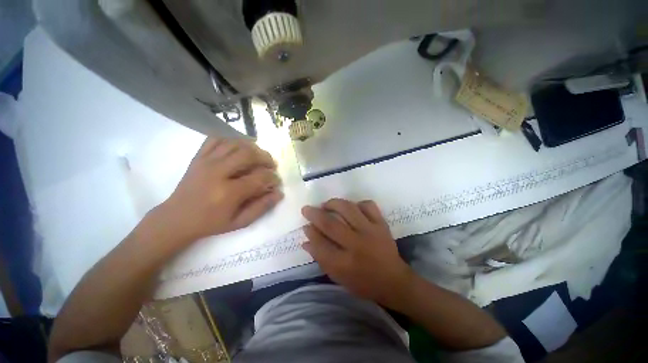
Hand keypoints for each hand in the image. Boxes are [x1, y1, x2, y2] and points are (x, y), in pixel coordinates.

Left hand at [156, 137, 283, 242]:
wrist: (176, 218)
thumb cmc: (210, 223)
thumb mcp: (239, 222)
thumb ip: (261, 207)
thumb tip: (279, 194)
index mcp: (228, 192)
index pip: (260, 177)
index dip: (273, 177)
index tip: (276, 181)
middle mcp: (218, 172)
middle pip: (248, 154)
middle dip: (265, 158)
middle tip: (271, 165)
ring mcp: (206, 162)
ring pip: (235, 143)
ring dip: (252, 147)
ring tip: (258, 156)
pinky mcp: (198, 157)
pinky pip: (216, 139)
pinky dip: (231, 140)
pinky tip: (238, 148)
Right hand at [301, 199, 413, 307]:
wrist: (394, 281)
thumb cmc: (363, 282)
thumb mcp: (338, 277)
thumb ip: (321, 258)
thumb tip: (306, 241)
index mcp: (345, 263)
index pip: (320, 244)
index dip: (310, 232)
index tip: (305, 225)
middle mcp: (357, 245)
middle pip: (331, 224)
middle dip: (315, 214)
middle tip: (307, 209)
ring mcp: (371, 231)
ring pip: (348, 209)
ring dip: (333, 204)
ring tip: (326, 205)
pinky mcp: (381, 224)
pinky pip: (368, 205)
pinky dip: (358, 203)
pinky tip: (352, 207)